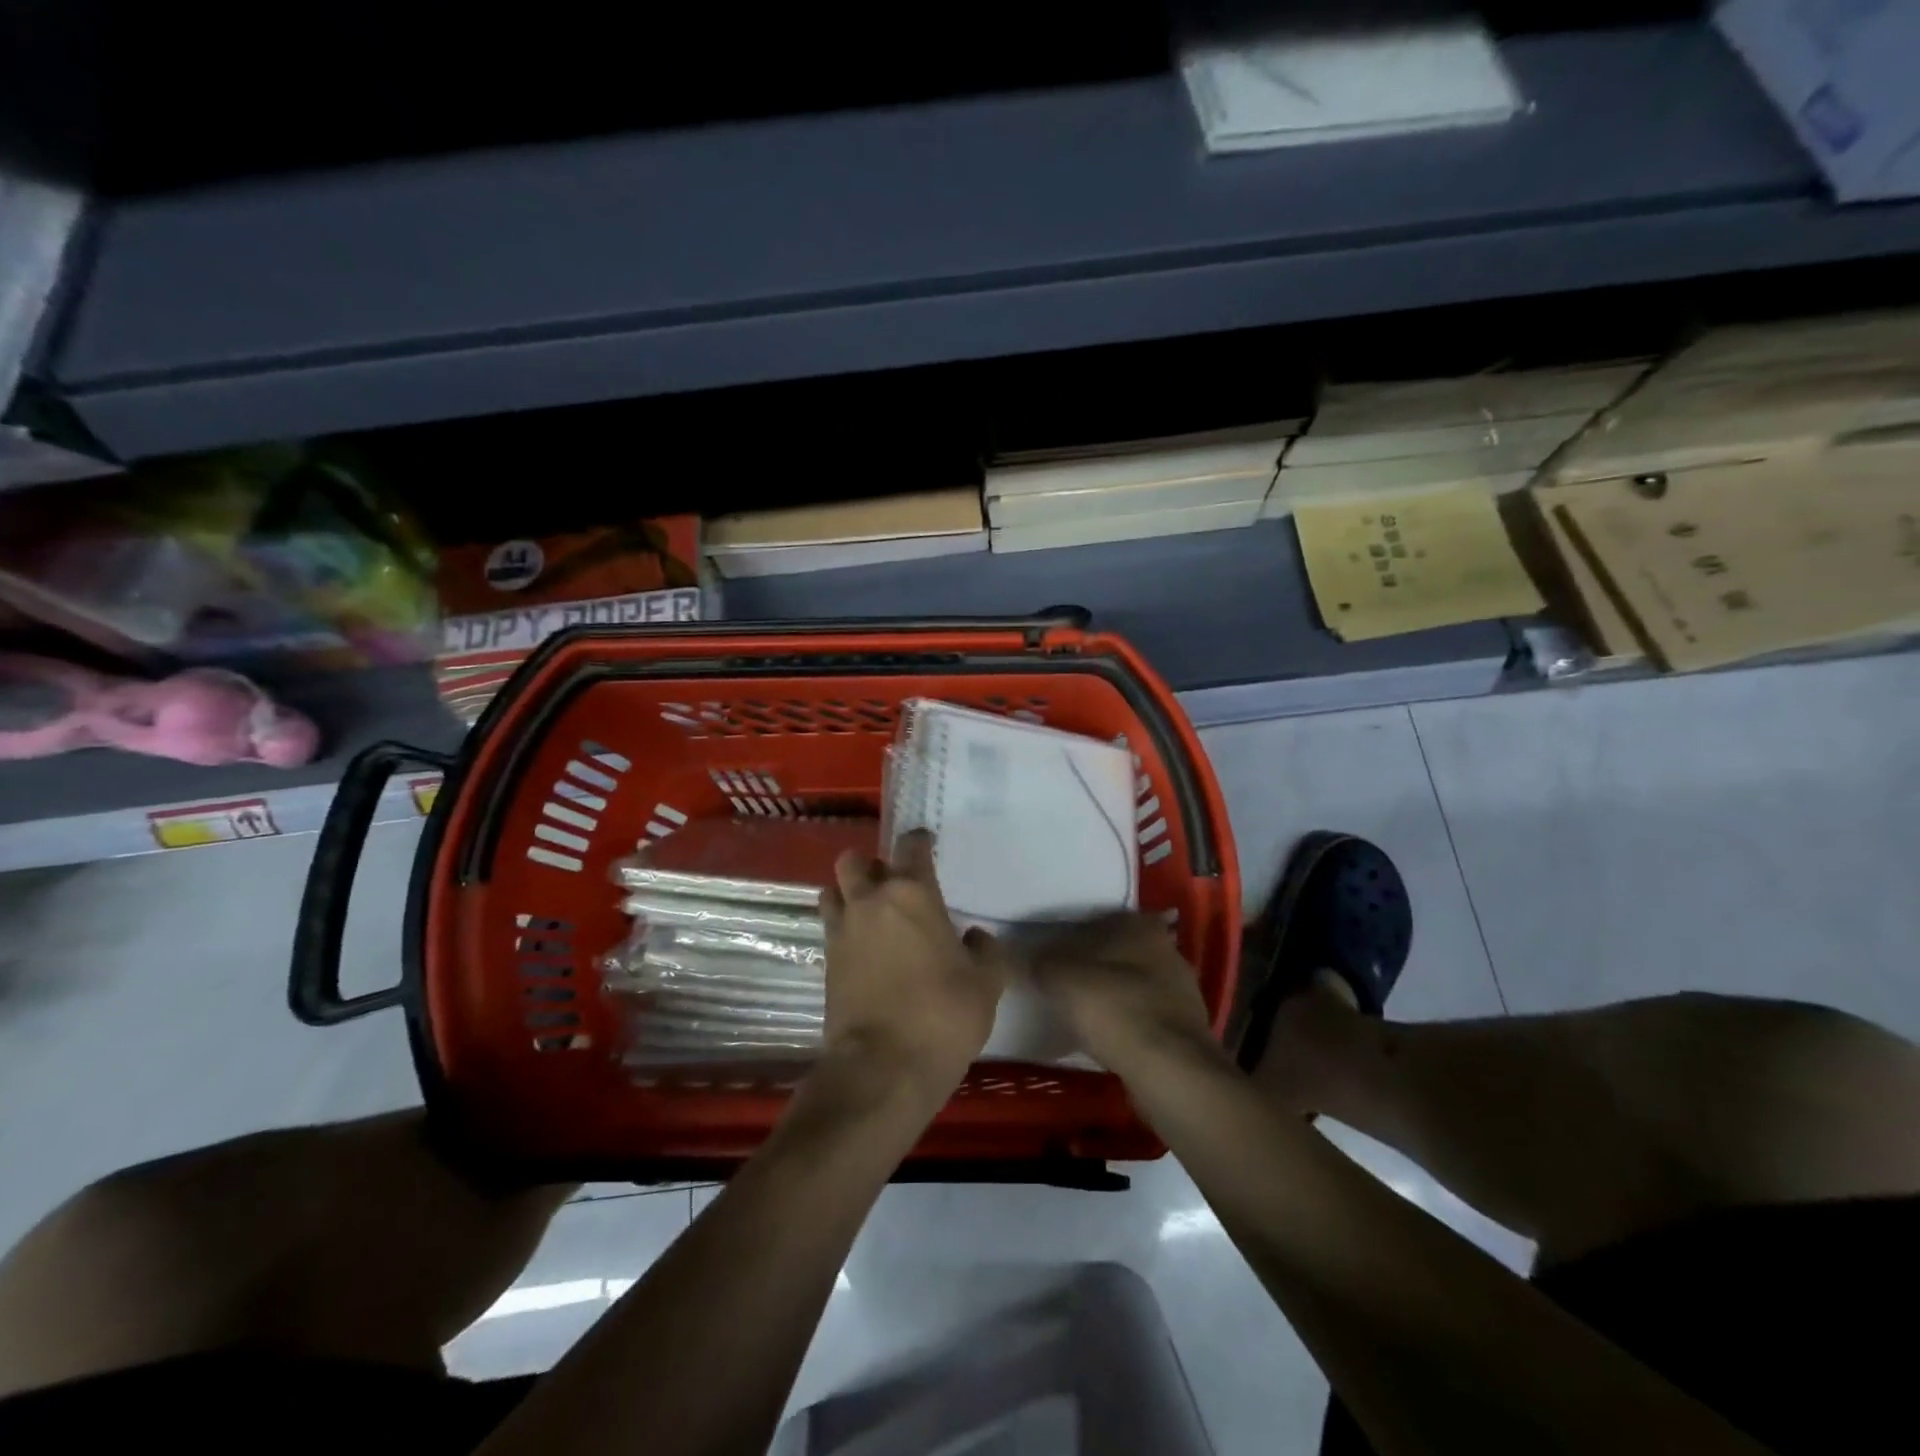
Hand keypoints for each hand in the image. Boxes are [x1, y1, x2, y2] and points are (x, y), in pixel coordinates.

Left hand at [817, 829, 1006, 1108]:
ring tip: (869, 912)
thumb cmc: (943, 1015)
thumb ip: (985, 951)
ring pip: (833, 890)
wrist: (883, 1066)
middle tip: (892, 885)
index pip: (911, 847)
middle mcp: (871, 901)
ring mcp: (842, 930)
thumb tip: (974, 937)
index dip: (919, 841)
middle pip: (855, 861)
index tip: (927, 844)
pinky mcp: (826, 961)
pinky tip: (862, 947)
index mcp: (912, 894)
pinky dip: (842, 927)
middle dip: (871, 865)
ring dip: (848, 892)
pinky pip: (829, 926)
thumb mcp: (986, 983)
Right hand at [1028, 912, 1221, 1076]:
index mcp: (1140, 926)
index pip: (1100, 919)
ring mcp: (1181, 991)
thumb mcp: (1060, 977)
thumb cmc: (1114, 1008)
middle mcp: (1166, 950)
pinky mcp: (1185, 1029)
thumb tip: (1026, 958)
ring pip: (1133, 985)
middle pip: (1118, 952)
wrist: (1169, 1071)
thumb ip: (1040, 962)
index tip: (1052, 954)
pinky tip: (1105, 1040)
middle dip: (1093, 966)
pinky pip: (1144, 1018)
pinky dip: (1125, 1025)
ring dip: (1110, 997)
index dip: (1073, 935)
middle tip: (1061, 983)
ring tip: (1078, 1015)